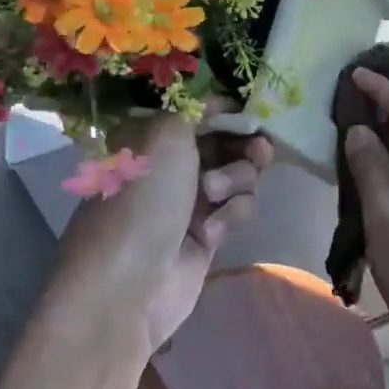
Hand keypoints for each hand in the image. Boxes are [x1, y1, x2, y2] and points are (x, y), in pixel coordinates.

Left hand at [53, 112, 271, 359]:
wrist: (128, 285)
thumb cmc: (142, 199)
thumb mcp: (165, 134)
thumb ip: (195, 109)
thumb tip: (216, 103)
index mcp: (152, 136)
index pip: (199, 111)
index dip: (227, 110)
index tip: (252, 112)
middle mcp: (171, 165)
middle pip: (226, 142)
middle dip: (244, 145)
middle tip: (260, 150)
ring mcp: (190, 201)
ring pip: (238, 175)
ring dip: (236, 180)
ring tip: (214, 195)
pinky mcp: (207, 234)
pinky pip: (237, 210)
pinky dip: (230, 216)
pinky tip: (211, 233)